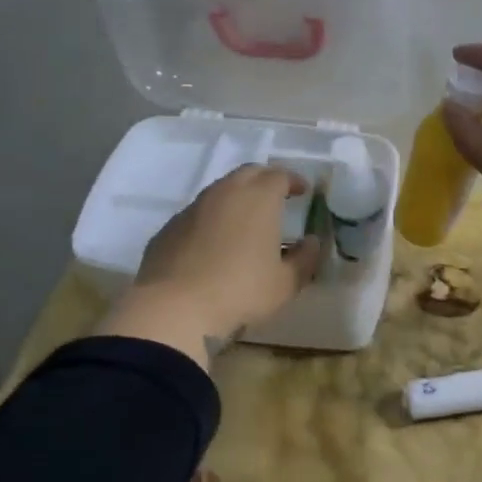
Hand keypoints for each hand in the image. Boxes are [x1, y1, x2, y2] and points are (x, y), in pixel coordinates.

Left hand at [96, 166, 323, 366]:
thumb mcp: (285, 283)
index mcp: (258, 198)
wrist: (174, 308)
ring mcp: (193, 207)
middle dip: (265, 180)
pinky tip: (214, 242)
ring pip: (220, 190)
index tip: (303, 191)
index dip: (294, 180)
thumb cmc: (240, 291)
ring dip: (237, 197)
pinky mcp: (169, 227)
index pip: (280, 175)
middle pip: (249, 173)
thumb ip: (305, 259)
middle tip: (276, 198)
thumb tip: (311, 242)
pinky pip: (198, 212)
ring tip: (246, 220)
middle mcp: (225, 193)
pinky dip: (213, 218)